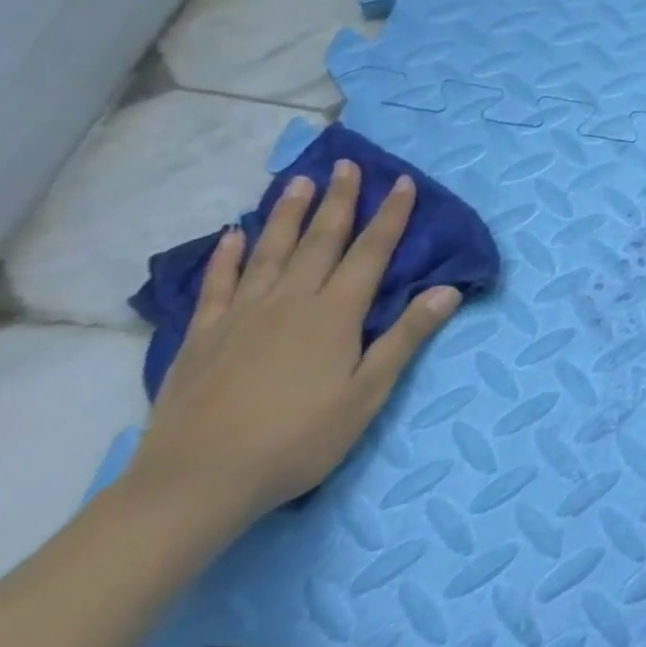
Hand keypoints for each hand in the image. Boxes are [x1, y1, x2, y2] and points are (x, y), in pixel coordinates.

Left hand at [129, 160, 461, 527]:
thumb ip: (406, 337)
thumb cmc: (299, 439)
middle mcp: (290, 302)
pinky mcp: (203, 337)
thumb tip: (448, 289)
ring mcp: (241, 316)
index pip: (371, 252)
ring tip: (298, 182)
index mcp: (334, 314)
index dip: (390, 216)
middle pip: (320, 240)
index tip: (402, 182)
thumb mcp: (368, 393)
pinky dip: (226, 256)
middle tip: (348, 164)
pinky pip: (216, 285)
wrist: (197, 482)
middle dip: (339, 200)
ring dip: (286, 214)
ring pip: (269, 252)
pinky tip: (231, 236)